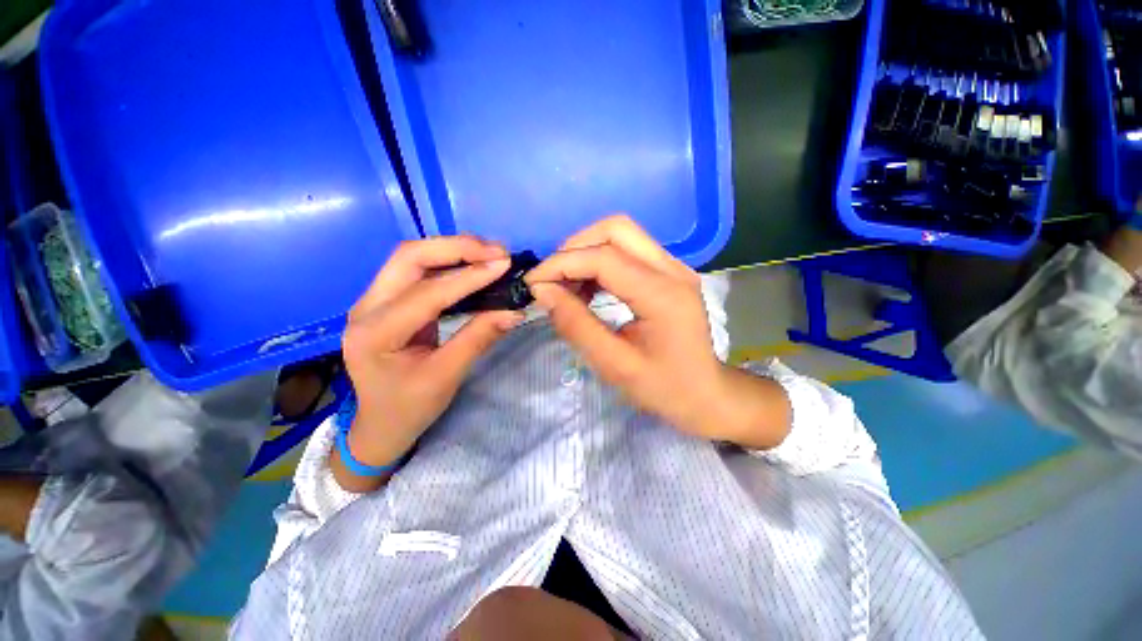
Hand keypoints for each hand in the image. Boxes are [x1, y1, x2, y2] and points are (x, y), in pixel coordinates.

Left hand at [338, 237, 523, 490]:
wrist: (379, 425)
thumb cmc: (409, 408)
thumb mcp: (446, 377)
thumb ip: (479, 338)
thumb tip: (514, 311)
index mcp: (375, 333)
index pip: (427, 292)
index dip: (469, 276)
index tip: (504, 264)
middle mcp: (366, 307)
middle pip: (409, 257)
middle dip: (456, 248)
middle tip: (496, 251)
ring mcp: (374, 301)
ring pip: (412, 258)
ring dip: (453, 250)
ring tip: (489, 253)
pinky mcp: (387, 301)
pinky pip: (418, 271)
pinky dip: (448, 263)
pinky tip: (472, 265)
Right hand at [525, 216, 790, 448]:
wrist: (706, 394)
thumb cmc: (664, 388)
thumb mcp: (614, 365)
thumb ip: (576, 326)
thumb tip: (544, 292)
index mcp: (663, 294)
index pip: (604, 257)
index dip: (562, 264)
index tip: (534, 283)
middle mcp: (672, 269)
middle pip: (615, 229)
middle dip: (575, 248)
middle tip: (553, 281)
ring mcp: (674, 267)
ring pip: (621, 235)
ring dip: (586, 253)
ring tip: (567, 287)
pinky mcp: (669, 273)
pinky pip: (628, 250)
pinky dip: (600, 261)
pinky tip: (588, 288)